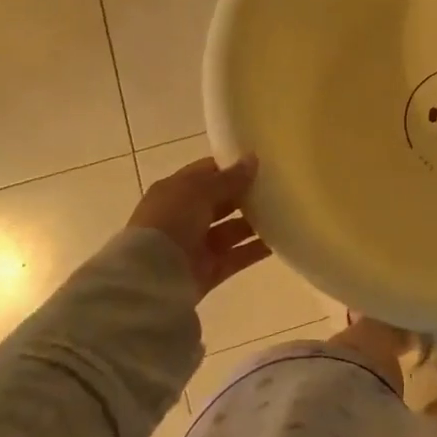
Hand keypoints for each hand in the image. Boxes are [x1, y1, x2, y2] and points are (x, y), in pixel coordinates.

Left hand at [130, 155, 269, 300]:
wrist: (151, 277)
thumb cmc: (171, 221)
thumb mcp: (199, 190)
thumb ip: (229, 178)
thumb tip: (253, 159)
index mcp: (175, 192)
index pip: (206, 173)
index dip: (230, 167)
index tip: (260, 163)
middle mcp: (184, 217)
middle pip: (220, 202)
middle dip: (245, 195)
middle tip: (278, 187)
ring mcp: (196, 246)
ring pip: (231, 230)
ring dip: (254, 223)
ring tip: (284, 212)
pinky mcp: (208, 271)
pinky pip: (237, 257)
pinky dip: (256, 250)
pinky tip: (280, 241)